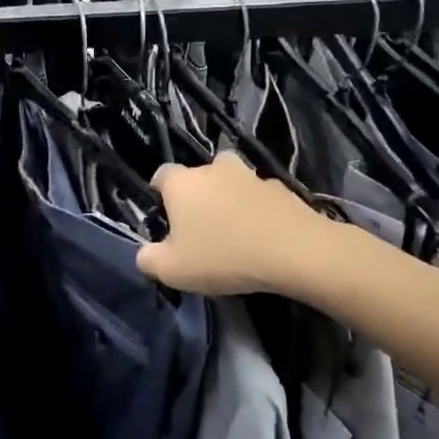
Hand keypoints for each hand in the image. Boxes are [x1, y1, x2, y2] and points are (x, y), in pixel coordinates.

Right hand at [136, 152, 327, 295]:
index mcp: (182, 182)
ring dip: (229, 203)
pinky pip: (259, 198)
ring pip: (231, 185)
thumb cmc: (223, 256)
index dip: (160, 197)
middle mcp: (214, 167)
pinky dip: (256, 212)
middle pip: (198, 178)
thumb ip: (148, 259)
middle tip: (201, 231)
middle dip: (198, 198)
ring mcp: (250, 174)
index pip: (161, 176)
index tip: (166, 222)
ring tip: (234, 236)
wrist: (294, 251)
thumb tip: (145, 253)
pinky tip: (262, 239)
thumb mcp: (172, 270)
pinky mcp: (281, 187)